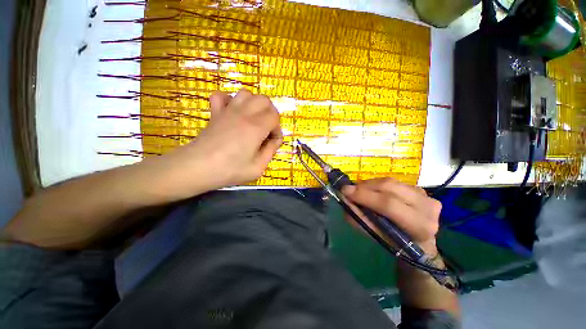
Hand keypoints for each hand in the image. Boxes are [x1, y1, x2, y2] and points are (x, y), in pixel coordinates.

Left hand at [168, 89, 282, 191]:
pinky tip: (232, 112)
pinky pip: (221, 96)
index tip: (272, 142)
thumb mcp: (258, 167)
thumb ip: (271, 151)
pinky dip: (230, 100)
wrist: (197, 167)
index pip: (275, 117)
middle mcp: (244, 114)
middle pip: (264, 100)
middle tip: (266, 129)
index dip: (277, 129)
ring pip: (246, 94)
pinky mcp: (215, 112)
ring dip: (254, 104)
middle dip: (270, 113)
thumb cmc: (229, 170)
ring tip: (253, 120)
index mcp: (256, 127)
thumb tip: (275, 140)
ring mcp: (227, 110)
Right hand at [341, 178, 441, 254]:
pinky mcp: (419, 188)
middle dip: (364, 187)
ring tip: (358, 191)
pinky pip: (392, 181)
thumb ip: (359, 219)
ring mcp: (425, 195)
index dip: (365, 196)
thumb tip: (345, 200)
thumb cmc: (397, 243)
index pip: (389, 204)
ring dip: (369, 185)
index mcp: (420, 225)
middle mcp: (427, 207)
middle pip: (389, 187)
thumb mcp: (377, 236)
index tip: (345, 191)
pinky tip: (371, 191)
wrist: (420, 242)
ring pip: (390, 182)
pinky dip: (377, 185)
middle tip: (349, 190)